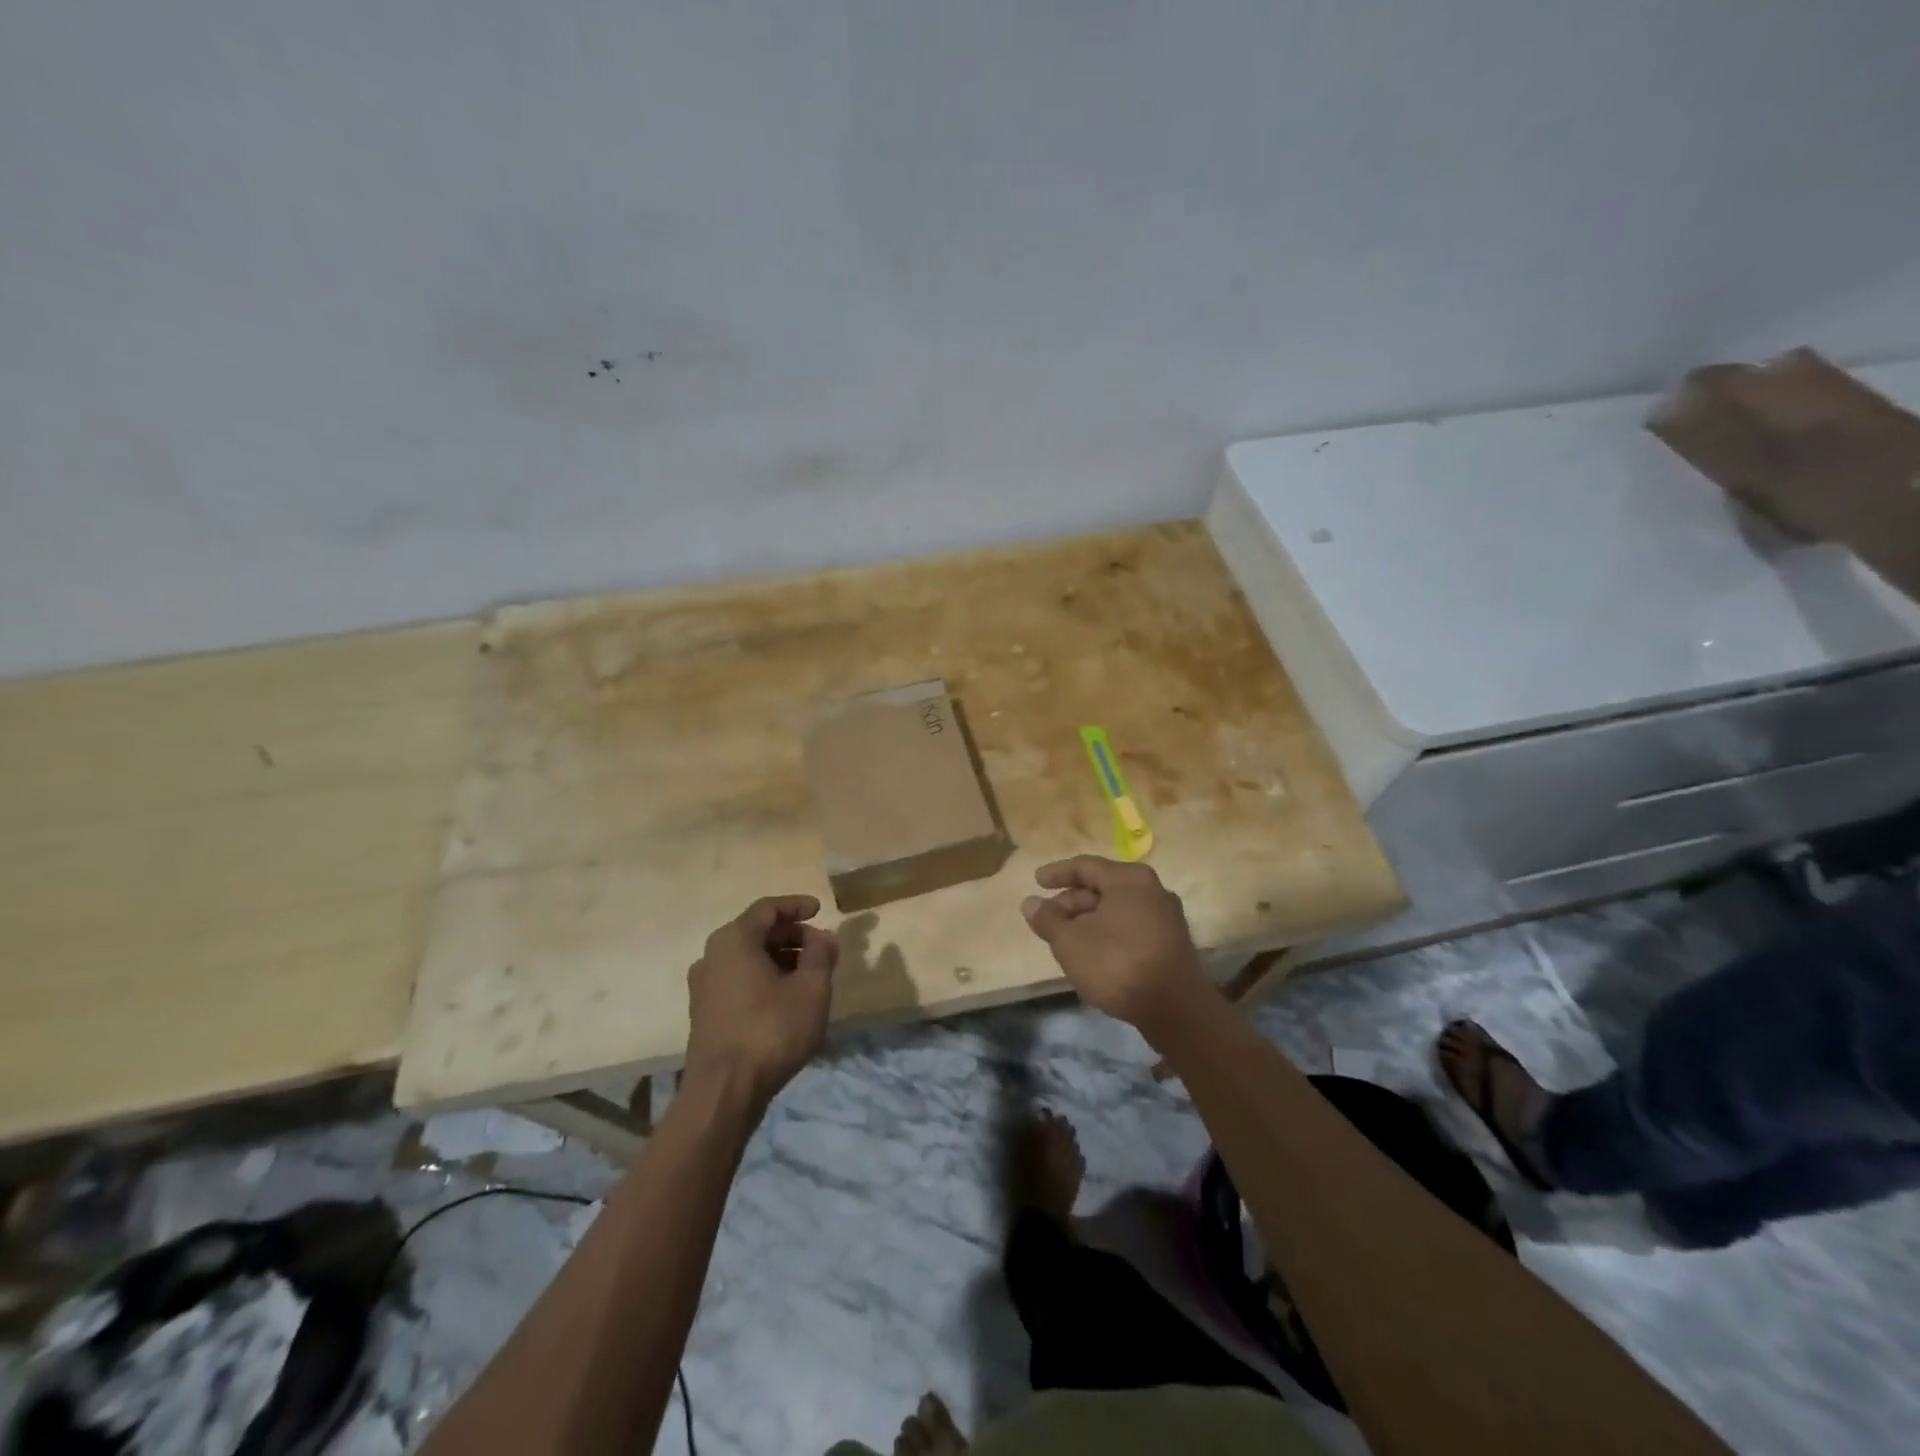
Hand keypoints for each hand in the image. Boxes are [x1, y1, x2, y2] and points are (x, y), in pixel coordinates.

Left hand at [684, 895, 837, 1111]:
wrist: (724, 1092)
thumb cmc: (771, 1030)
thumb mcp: (811, 988)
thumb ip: (821, 954)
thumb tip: (823, 937)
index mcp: (734, 940)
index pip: (767, 909)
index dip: (796, 905)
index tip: (820, 909)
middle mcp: (712, 955)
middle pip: (756, 932)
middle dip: (792, 935)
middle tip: (821, 947)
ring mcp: (703, 986)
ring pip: (746, 958)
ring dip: (779, 958)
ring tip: (809, 974)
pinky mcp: (704, 1012)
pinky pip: (738, 979)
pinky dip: (763, 977)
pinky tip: (786, 998)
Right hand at [1020, 856, 1214, 1041]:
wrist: (1175, 1008)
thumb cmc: (1117, 963)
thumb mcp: (1070, 941)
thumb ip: (1048, 919)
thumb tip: (1030, 903)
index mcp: (1129, 878)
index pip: (1085, 866)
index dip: (1057, 873)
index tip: (1036, 881)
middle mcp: (1152, 889)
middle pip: (1103, 887)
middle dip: (1071, 902)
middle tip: (1047, 919)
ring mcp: (1166, 916)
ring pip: (1117, 909)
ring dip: (1088, 920)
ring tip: (1065, 938)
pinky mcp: (1171, 942)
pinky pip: (1131, 926)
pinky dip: (1107, 932)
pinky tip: (1092, 952)